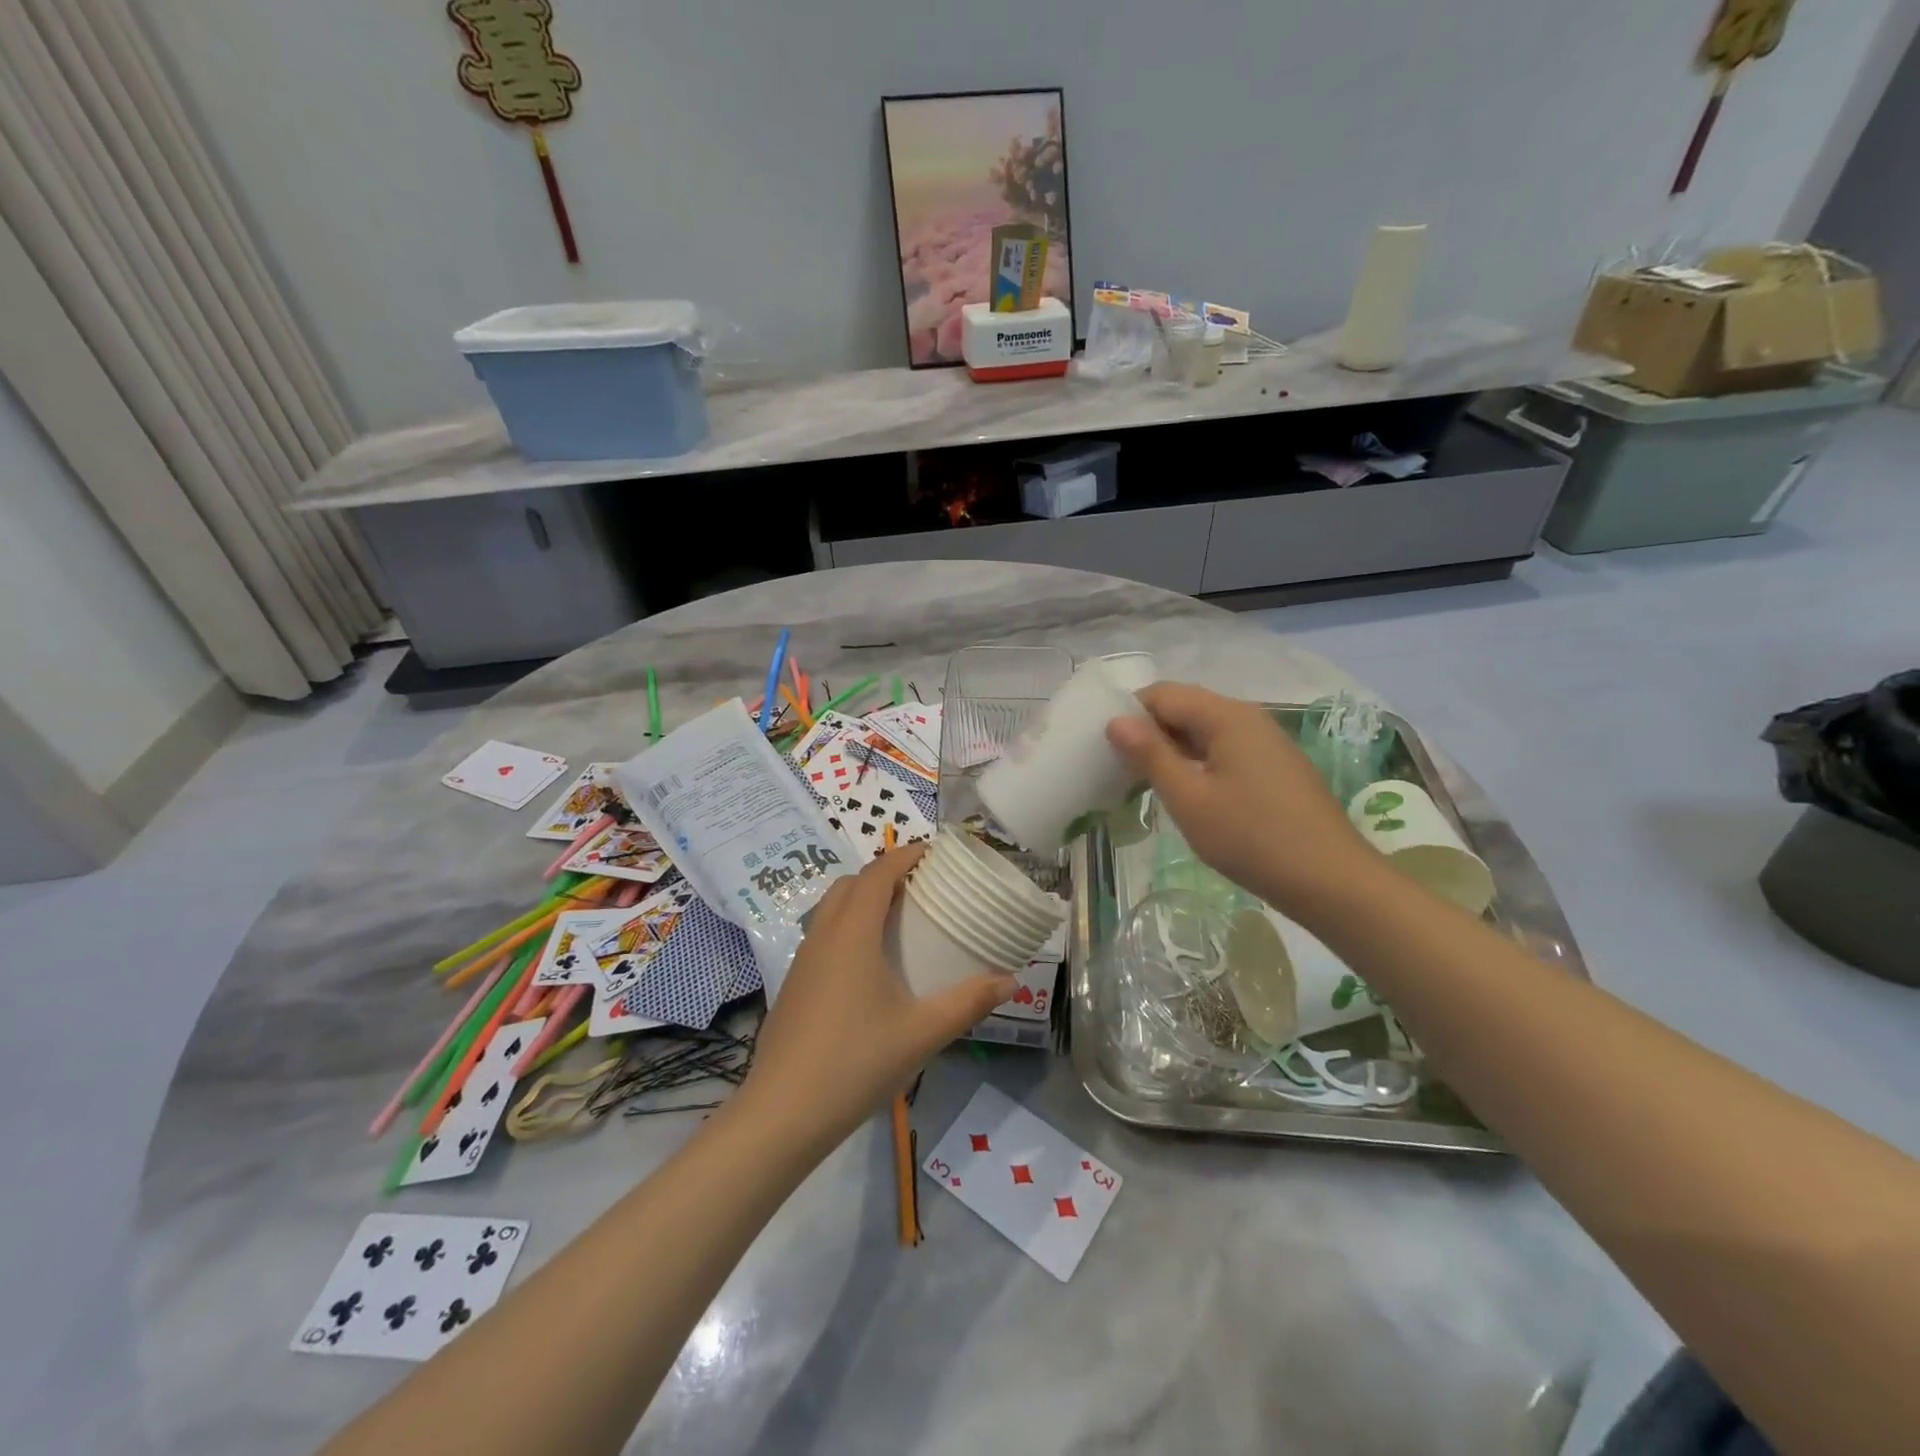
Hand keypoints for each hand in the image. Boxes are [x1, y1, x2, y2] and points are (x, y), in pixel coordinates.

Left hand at [737, 845, 1015, 1153]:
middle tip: (922, 887)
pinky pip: (823, 935)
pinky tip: (869, 966)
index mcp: (852, 933)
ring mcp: (803, 961)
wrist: (782, 1114)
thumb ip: (968, 1002)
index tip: (935, 853)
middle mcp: (823, 936)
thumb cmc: (856, 1063)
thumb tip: (1010, 981)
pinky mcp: (794, 986)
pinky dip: (848, 927)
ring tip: (899, 921)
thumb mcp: (922, 1033)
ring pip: (831, 909)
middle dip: (885, 874)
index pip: (878, 873)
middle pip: (851, 884)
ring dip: (863, 900)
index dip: (905, 855)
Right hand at [1107, 683, 1376, 917]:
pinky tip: (1188, 794)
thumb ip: (1151, 755)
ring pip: (1205, 731)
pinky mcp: (1275, 767)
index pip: (1163, 694)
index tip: (1104, 746)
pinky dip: (1198, 763)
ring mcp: (1267, 742)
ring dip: (1172, 750)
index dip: (1129, 713)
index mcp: (1227, 716)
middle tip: (1118, 768)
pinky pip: (1225, 750)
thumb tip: (1116, 721)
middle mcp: (1249, 718)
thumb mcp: (1190, 799)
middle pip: (1186, 708)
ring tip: (1145, 783)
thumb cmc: (1252, 839)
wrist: (1332, 881)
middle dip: (1149, 732)